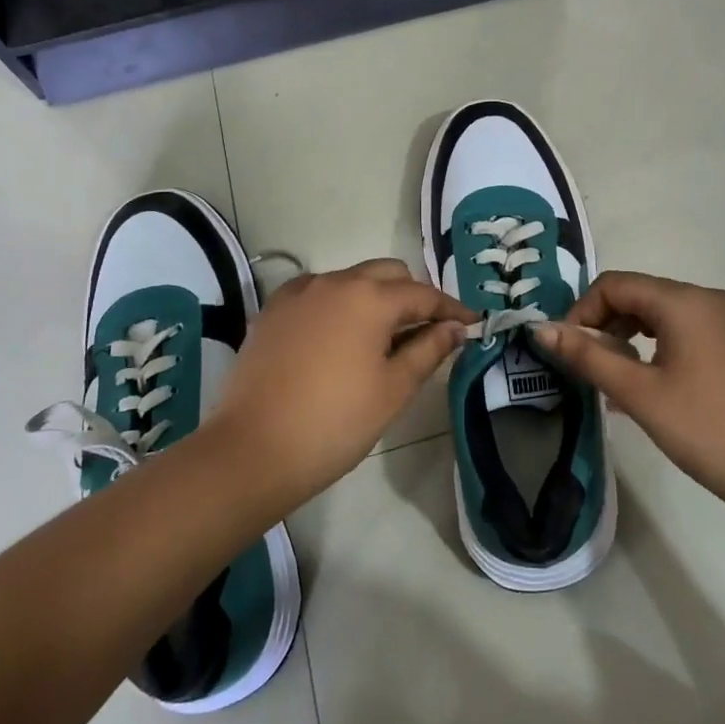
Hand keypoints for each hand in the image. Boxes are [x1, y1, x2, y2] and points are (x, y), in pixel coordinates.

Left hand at [209, 259, 476, 511]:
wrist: (252, 449)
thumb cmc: (335, 422)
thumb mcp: (393, 389)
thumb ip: (428, 350)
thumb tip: (455, 327)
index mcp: (370, 298)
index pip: (423, 294)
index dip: (451, 308)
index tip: (472, 322)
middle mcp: (335, 281)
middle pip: (387, 274)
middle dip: (412, 295)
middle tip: (426, 330)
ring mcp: (299, 292)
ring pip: (350, 279)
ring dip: (374, 298)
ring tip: (381, 337)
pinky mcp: (273, 310)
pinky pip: (317, 292)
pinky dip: (337, 304)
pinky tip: (337, 336)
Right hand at [534, 271, 724, 526]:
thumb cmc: (708, 431)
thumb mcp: (640, 394)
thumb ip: (589, 356)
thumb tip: (541, 328)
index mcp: (685, 301)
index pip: (615, 284)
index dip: (582, 311)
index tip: (567, 351)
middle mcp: (710, 300)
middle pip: (640, 295)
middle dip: (605, 325)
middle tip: (587, 367)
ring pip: (663, 316)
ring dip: (630, 339)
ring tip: (614, 380)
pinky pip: (688, 334)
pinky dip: (659, 350)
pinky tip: (651, 387)